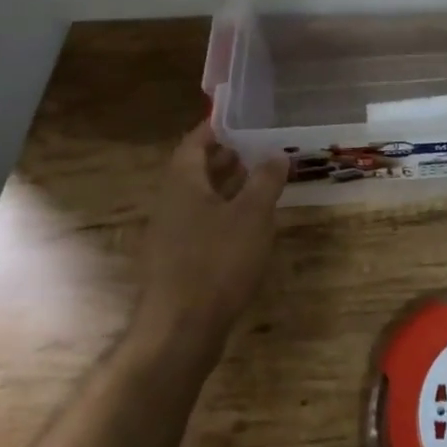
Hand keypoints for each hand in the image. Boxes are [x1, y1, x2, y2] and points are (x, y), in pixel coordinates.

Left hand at [135, 123, 288, 352]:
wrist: (180, 329)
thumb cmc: (217, 261)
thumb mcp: (252, 215)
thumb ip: (265, 180)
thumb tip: (276, 154)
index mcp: (182, 182)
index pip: (194, 142)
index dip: (216, 127)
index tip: (240, 117)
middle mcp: (170, 202)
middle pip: (195, 169)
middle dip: (224, 156)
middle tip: (255, 147)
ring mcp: (170, 234)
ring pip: (198, 198)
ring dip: (225, 186)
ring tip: (257, 179)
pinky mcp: (177, 261)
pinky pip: (200, 223)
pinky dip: (222, 213)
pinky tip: (246, 224)